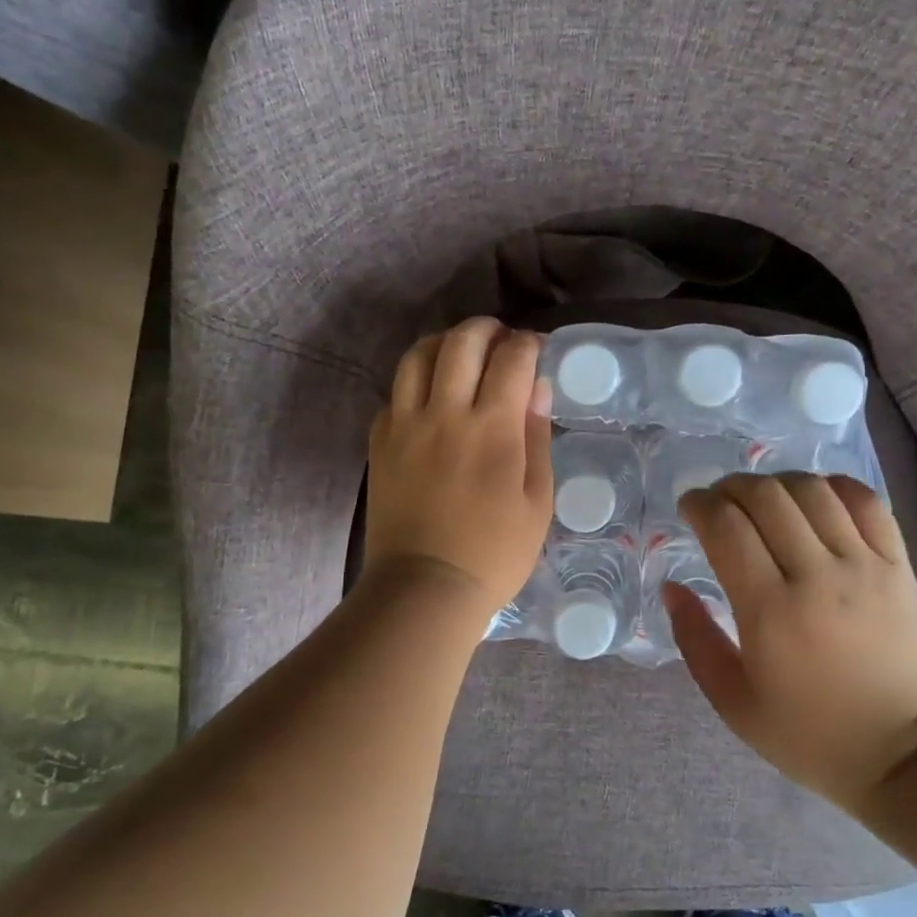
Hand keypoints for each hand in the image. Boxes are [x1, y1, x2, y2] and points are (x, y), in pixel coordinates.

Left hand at [363, 318, 553, 624]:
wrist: (425, 586)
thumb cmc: (495, 552)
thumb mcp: (536, 501)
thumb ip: (536, 437)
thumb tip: (536, 388)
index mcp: (492, 428)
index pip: (511, 360)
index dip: (527, 344)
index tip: (536, 347)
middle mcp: (446, 414)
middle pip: (461, 343)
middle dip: (486, 329)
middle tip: (500, 339)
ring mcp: (406, 425)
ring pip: (418, 357)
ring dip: (444, 343)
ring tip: (460, 354)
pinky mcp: (380, 442)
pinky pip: (395, 392)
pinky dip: (416, 381)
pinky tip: (430, 396)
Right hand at [662, 473, 916, 812]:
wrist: (905, 754)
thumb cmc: (810, 735)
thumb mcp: (733, 701)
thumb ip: (695, 639)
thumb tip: (672, 587)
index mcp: (769, 610)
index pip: (726, 526)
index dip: (699, 504)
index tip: (689, 508)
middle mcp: (816, 575)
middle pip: (765, 496)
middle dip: (731, 487)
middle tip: (719, 502)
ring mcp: (863, 565)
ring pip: (813, 491)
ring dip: (777, 482)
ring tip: (763, 499)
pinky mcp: (898, 566)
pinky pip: (868, 503)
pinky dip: (835, 486)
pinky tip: (816, 496)